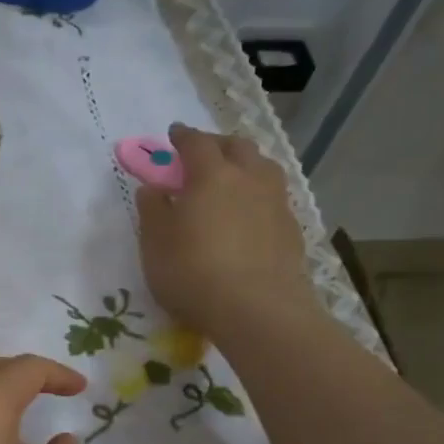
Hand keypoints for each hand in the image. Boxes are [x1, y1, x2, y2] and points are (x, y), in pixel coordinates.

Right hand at [136, 124, 316, 334]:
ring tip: (232, 180)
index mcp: (211, 175)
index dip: (183, 136)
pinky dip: (257, 196)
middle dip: (218, 144)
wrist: (256, 309)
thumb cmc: (193, 272)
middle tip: (203, 154)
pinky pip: (273, 198)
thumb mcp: (155, 244)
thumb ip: (152, 211)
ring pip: (263, 168)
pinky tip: (248, 215)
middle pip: (237, 147)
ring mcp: (275, 202)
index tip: (173, 134)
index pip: (196, 143)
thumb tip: (152, 188)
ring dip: (245, 165)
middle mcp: (248, 178)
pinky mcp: (291, 229)